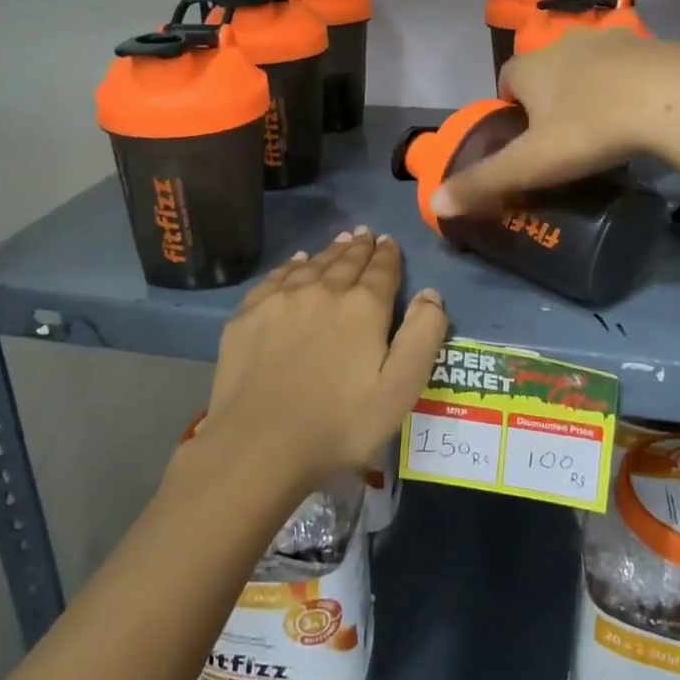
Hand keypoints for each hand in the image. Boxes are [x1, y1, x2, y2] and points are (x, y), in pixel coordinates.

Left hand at [196, 230, 447, 488]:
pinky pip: (277, 277)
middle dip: (360, 248)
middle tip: (366, 234)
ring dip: (330, 251)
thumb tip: (430, 294)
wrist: (258, 444)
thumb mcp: (399, 389)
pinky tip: (296, 262)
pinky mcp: (249, 314)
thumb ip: (422, 336)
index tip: (389, 242)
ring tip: (340, 241)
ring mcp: (281, 299)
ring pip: (312, 264)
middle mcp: (323, 290)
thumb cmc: (339, 424)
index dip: (388, 255)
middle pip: (346, 261)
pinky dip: (292, 265)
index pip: (382, 270)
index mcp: (363, 307)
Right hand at [434, 31, 679, 215]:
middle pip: (545, 73)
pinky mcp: (651, 46)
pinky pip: (626, 67)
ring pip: (586, 67)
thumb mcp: (532, 164)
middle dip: (547, 100)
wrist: (676, 101)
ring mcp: (610, 40)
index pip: (505, 81)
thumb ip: (483, 182)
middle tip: (563, 142)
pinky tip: (640, 115)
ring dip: (587, 90)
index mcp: (531, 67)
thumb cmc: (592, 129)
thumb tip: (435, 205)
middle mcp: (564, 44)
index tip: (524, 141)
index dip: (509, 109)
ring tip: (602, 129)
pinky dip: (625, 86)